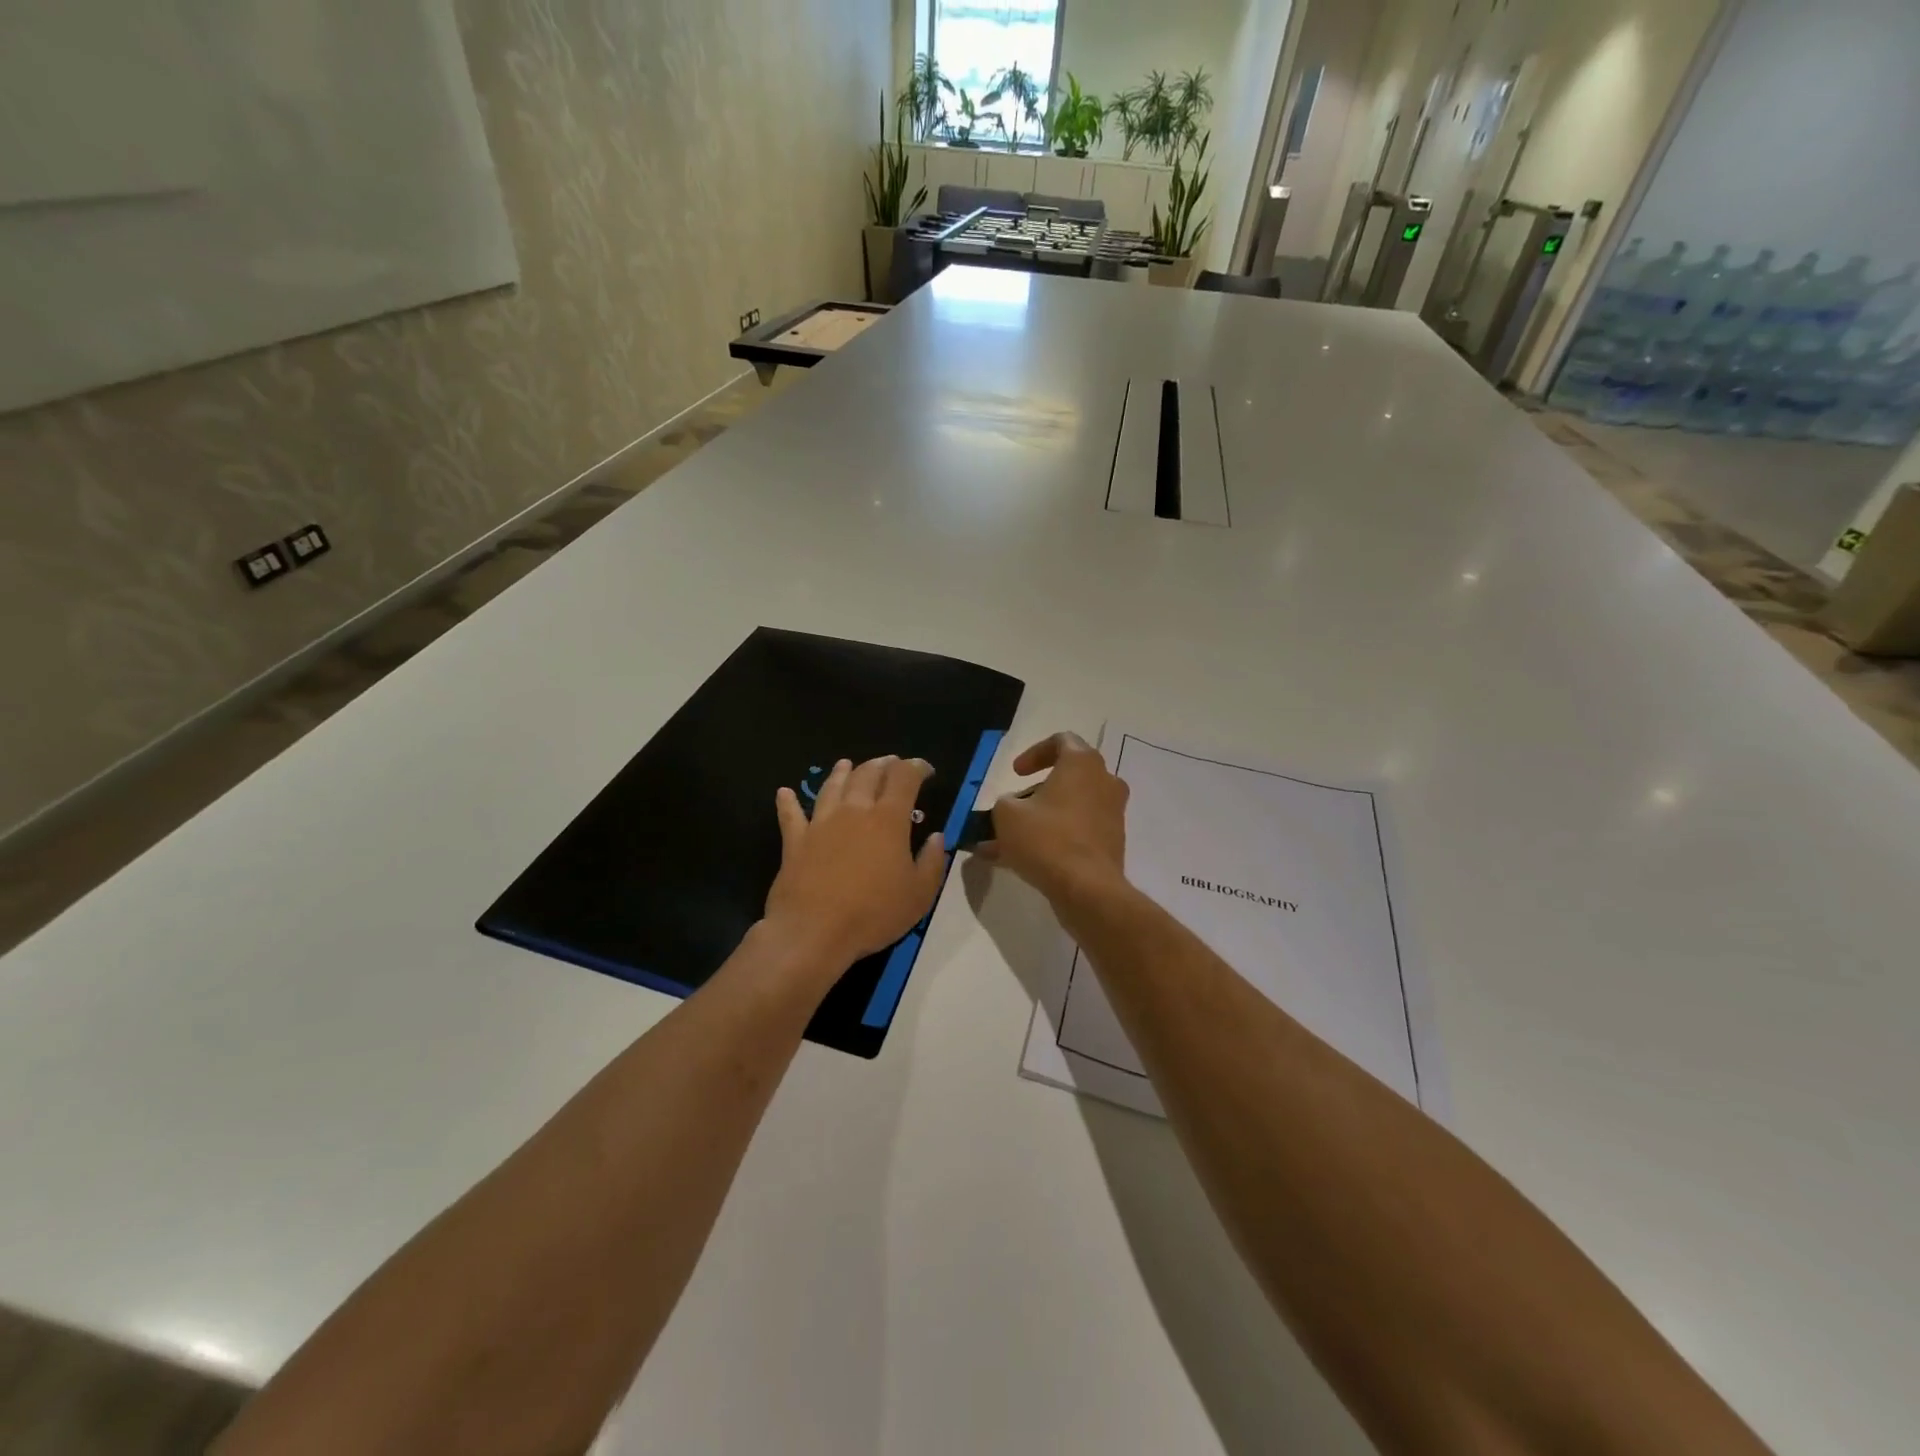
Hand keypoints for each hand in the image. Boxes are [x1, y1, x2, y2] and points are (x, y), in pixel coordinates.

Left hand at [767, 756, 947, 972]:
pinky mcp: (795, 841)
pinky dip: (788, 802)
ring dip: (842, 772)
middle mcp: (854, 811)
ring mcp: (820, 823)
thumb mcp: (919, 894)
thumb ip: (933, 862)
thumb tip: (937, 837)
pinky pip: (790, 815)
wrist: (813, 932)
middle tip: (891, 764)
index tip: (926, 770)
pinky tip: (785, 793)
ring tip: (847, 764)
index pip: (904, 778)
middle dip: (882, 764)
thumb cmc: (873, 913)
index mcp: (888, 819)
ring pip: (832, 786)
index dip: (916, 767)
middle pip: (867, 774)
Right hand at [978, 733, 1127, 906]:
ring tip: (1008, 842)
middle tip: (1013, 807)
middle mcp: (1104, 782)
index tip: (1016, 773)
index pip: (1062, 741)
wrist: (1087, 889)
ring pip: (1071, 807)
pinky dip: (1054, 838)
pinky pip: (1078, 831)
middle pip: (1068, 776)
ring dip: (1042, 818)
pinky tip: (1022, 861)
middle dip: (1036, 791)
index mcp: (1082, 763)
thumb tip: (1014, 806)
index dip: (1034, 753)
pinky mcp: (1112, 842)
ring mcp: (1112, 813)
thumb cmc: (1046, 839)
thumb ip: (1006, 802)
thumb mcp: (1007, 814)